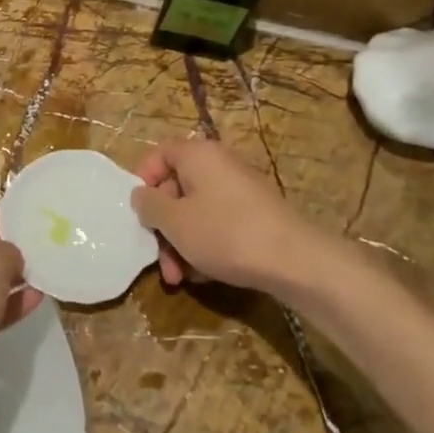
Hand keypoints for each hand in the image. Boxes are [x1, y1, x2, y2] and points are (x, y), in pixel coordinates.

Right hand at [131, 139, 333, 292]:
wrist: (295, 261)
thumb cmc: (225, 233)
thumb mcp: (174, 221)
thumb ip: (149, 205)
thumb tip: (141, 195)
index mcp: (198, 155)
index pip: (160, 153)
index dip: (143, 179)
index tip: (138, 211)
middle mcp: (219, 165)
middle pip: (177, 189)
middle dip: (163, 227)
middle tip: (159, 260)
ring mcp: (240, 191)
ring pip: (196, 212)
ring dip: (182, 244)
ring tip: (181, 279)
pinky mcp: (255, 216)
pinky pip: (219, 225)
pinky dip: (206, 246)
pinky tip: (205, 276)